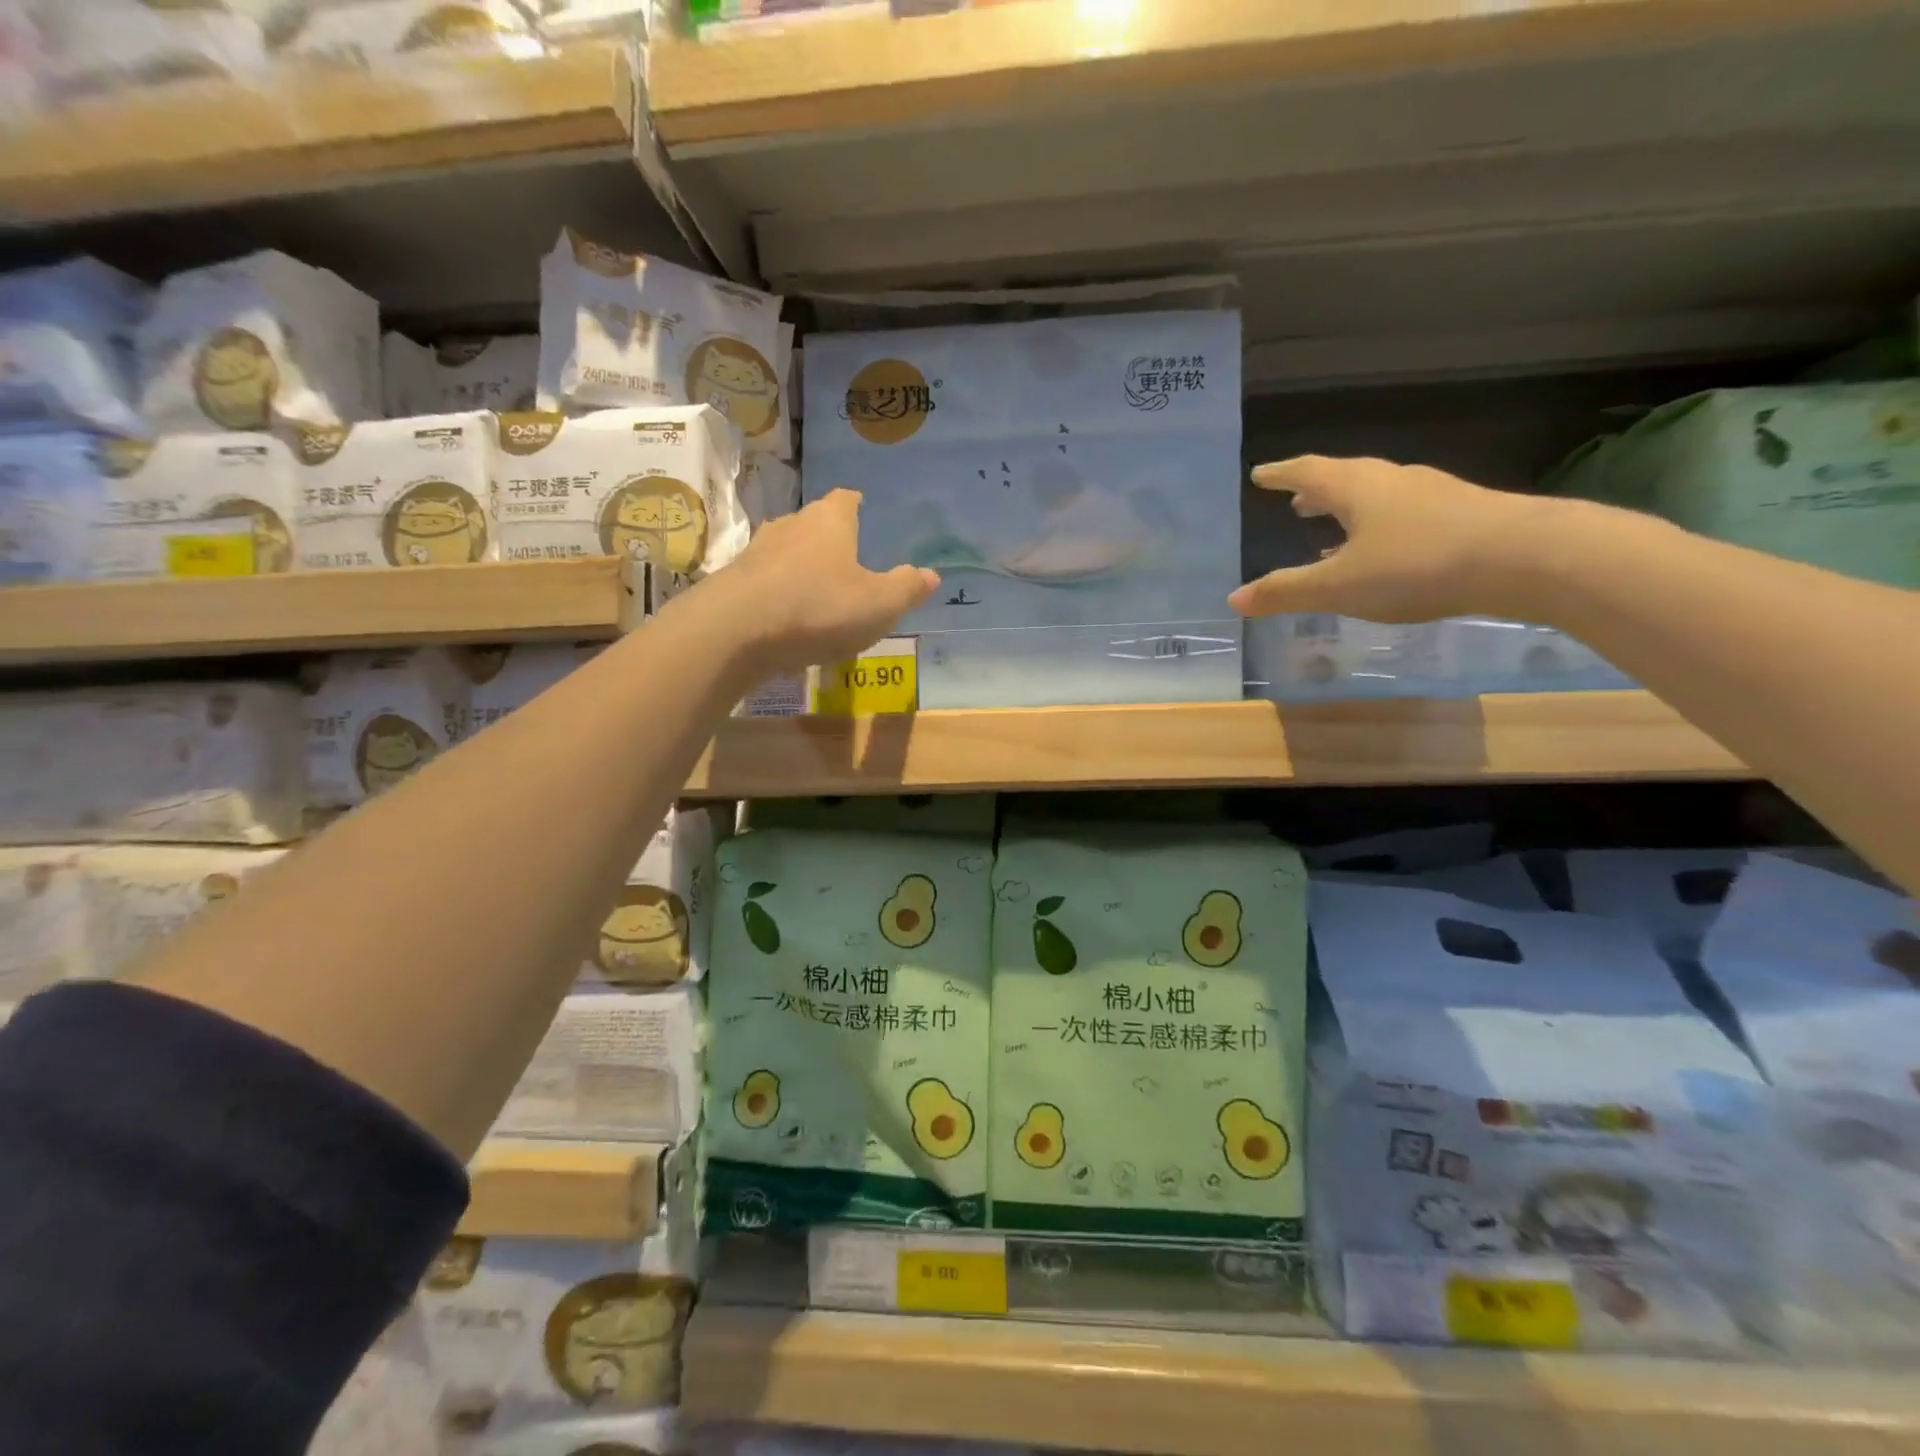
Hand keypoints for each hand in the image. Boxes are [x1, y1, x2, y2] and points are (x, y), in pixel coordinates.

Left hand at [696, 488, 937, 676]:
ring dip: (801, 567)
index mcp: (830, 520)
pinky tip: (787, 616)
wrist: (735, 631)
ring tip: (818, 592)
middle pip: (814, 523)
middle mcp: (791, 524)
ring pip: (787, 551)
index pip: (847, 498)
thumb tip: (931, 574)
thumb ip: (906, 588)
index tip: (865, 513)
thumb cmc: (818, 607)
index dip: (858, 505)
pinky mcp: (734, 580)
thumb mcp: (879, 604)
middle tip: (849, 562)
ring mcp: (757, 551)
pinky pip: (766, 580)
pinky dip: (779, 592)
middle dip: (830, 539)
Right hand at [1228, 455, 1546, 623]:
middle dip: (1315, 490)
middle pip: (1345, 479)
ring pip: (1377, 497)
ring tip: (1329, 530)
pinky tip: (1382, 553)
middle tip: (1294, 500)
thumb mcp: (1339, 585)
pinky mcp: (1462, 515)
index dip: (1281, 474)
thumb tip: (1233, 599)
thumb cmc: (1417, 565)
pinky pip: (1404, 515)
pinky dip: (1379, 527)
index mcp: (1357, 488)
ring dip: (1348, 510)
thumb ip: (1286, 591)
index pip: (1308, 472)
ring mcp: (1432, 495)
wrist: (1525, 558)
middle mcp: (1393, 482)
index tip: (1261, 474)